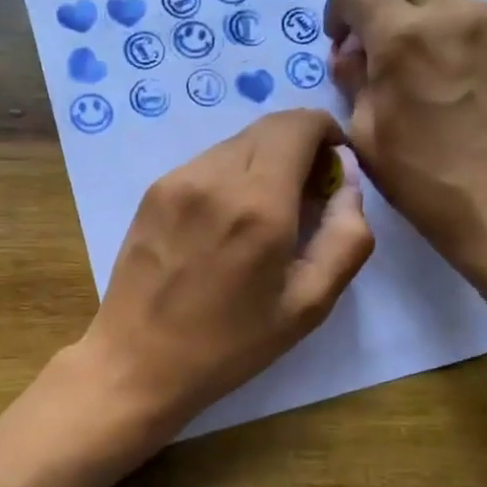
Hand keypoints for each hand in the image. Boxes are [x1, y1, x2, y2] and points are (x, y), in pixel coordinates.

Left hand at [75, 109, 374, 429]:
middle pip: (269, 126)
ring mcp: (177, 179)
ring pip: (237, 143)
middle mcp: (215, 176)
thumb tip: (349, 182)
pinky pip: (206, 163)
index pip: (300, 124)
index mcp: (259, 203)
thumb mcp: (308, 304)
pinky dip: (230, 176)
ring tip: (263, 216)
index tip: (332, 172)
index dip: (327, 134)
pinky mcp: (153, 191)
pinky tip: (225, 224)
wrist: (137, 362)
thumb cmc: (230, 344)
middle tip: (305, 198)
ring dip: (264, 162)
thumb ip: (346, 237)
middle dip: (298, 147)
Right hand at [325, 0, 486, 290]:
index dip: (338, 8)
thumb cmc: (423, 181)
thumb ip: (353, 82)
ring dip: (428, 8)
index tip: (342, 41)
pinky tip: (470, 60)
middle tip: (380, 30)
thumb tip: (351, 55)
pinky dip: (473, 22)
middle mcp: (450, 12)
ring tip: (429, 54)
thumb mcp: (366, 137)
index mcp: (400, 37)